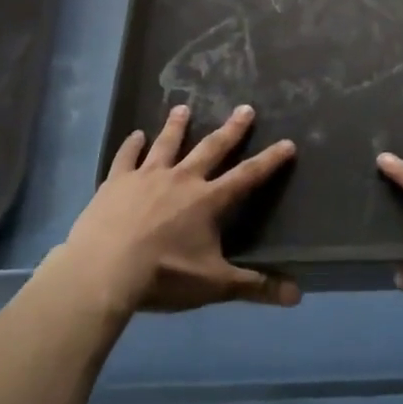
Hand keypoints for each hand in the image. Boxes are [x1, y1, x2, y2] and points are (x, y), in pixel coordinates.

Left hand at [61, 104, 299, 314]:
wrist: (105, 269)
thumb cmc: (164, 276)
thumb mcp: (214, 285)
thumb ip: (255, 286)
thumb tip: (297, 296)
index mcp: (208, 201)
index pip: (247, 176)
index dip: (269, 161)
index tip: (287, 143)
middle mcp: (181, 179)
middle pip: (211, 148)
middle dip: (231, 129)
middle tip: (244, 108)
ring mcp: (147, 176)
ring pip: (167, 143)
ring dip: (177, 125)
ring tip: (183, 107)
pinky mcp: (117, 181)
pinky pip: (127, 157)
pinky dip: (132, 145)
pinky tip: (135, 135)